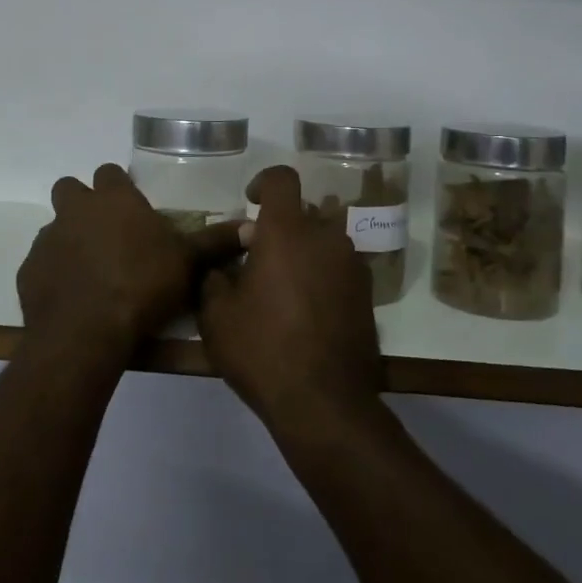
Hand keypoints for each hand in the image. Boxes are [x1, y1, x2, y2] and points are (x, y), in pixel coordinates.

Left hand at [17, 163, 246, 369]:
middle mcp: (76, 210)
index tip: (132, 207)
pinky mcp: (29, 271)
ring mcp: (48, 239)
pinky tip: (73, 297)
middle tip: (107, 232)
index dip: (120, 187)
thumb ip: (216, 242)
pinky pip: (42, 263)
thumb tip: (251, 225)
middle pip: (70, 189)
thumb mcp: (188, 263)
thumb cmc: (142, 286)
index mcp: (114, 199)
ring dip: (70, 240)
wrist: (87, 332)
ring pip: (55, 227)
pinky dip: (55, 273)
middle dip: (84, 203)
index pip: (110, 172)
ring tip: (92, 271)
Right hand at [198, 165, 383, 435]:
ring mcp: (352, 265)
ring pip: (323, 242)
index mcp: (287, 231)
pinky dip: (322, 277)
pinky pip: (339, 268)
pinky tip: (307, 313)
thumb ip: (214, 278)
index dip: (264, 182)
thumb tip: (223, 265)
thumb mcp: (217, 317)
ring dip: (303, 253)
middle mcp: (326, 237)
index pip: (282, 179)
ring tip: (283, 291)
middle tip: (259, 261)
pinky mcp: (367, 294)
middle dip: (280, 228)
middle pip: (303, 213)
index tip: (250, 202)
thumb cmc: (263, 350)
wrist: (325, 403)